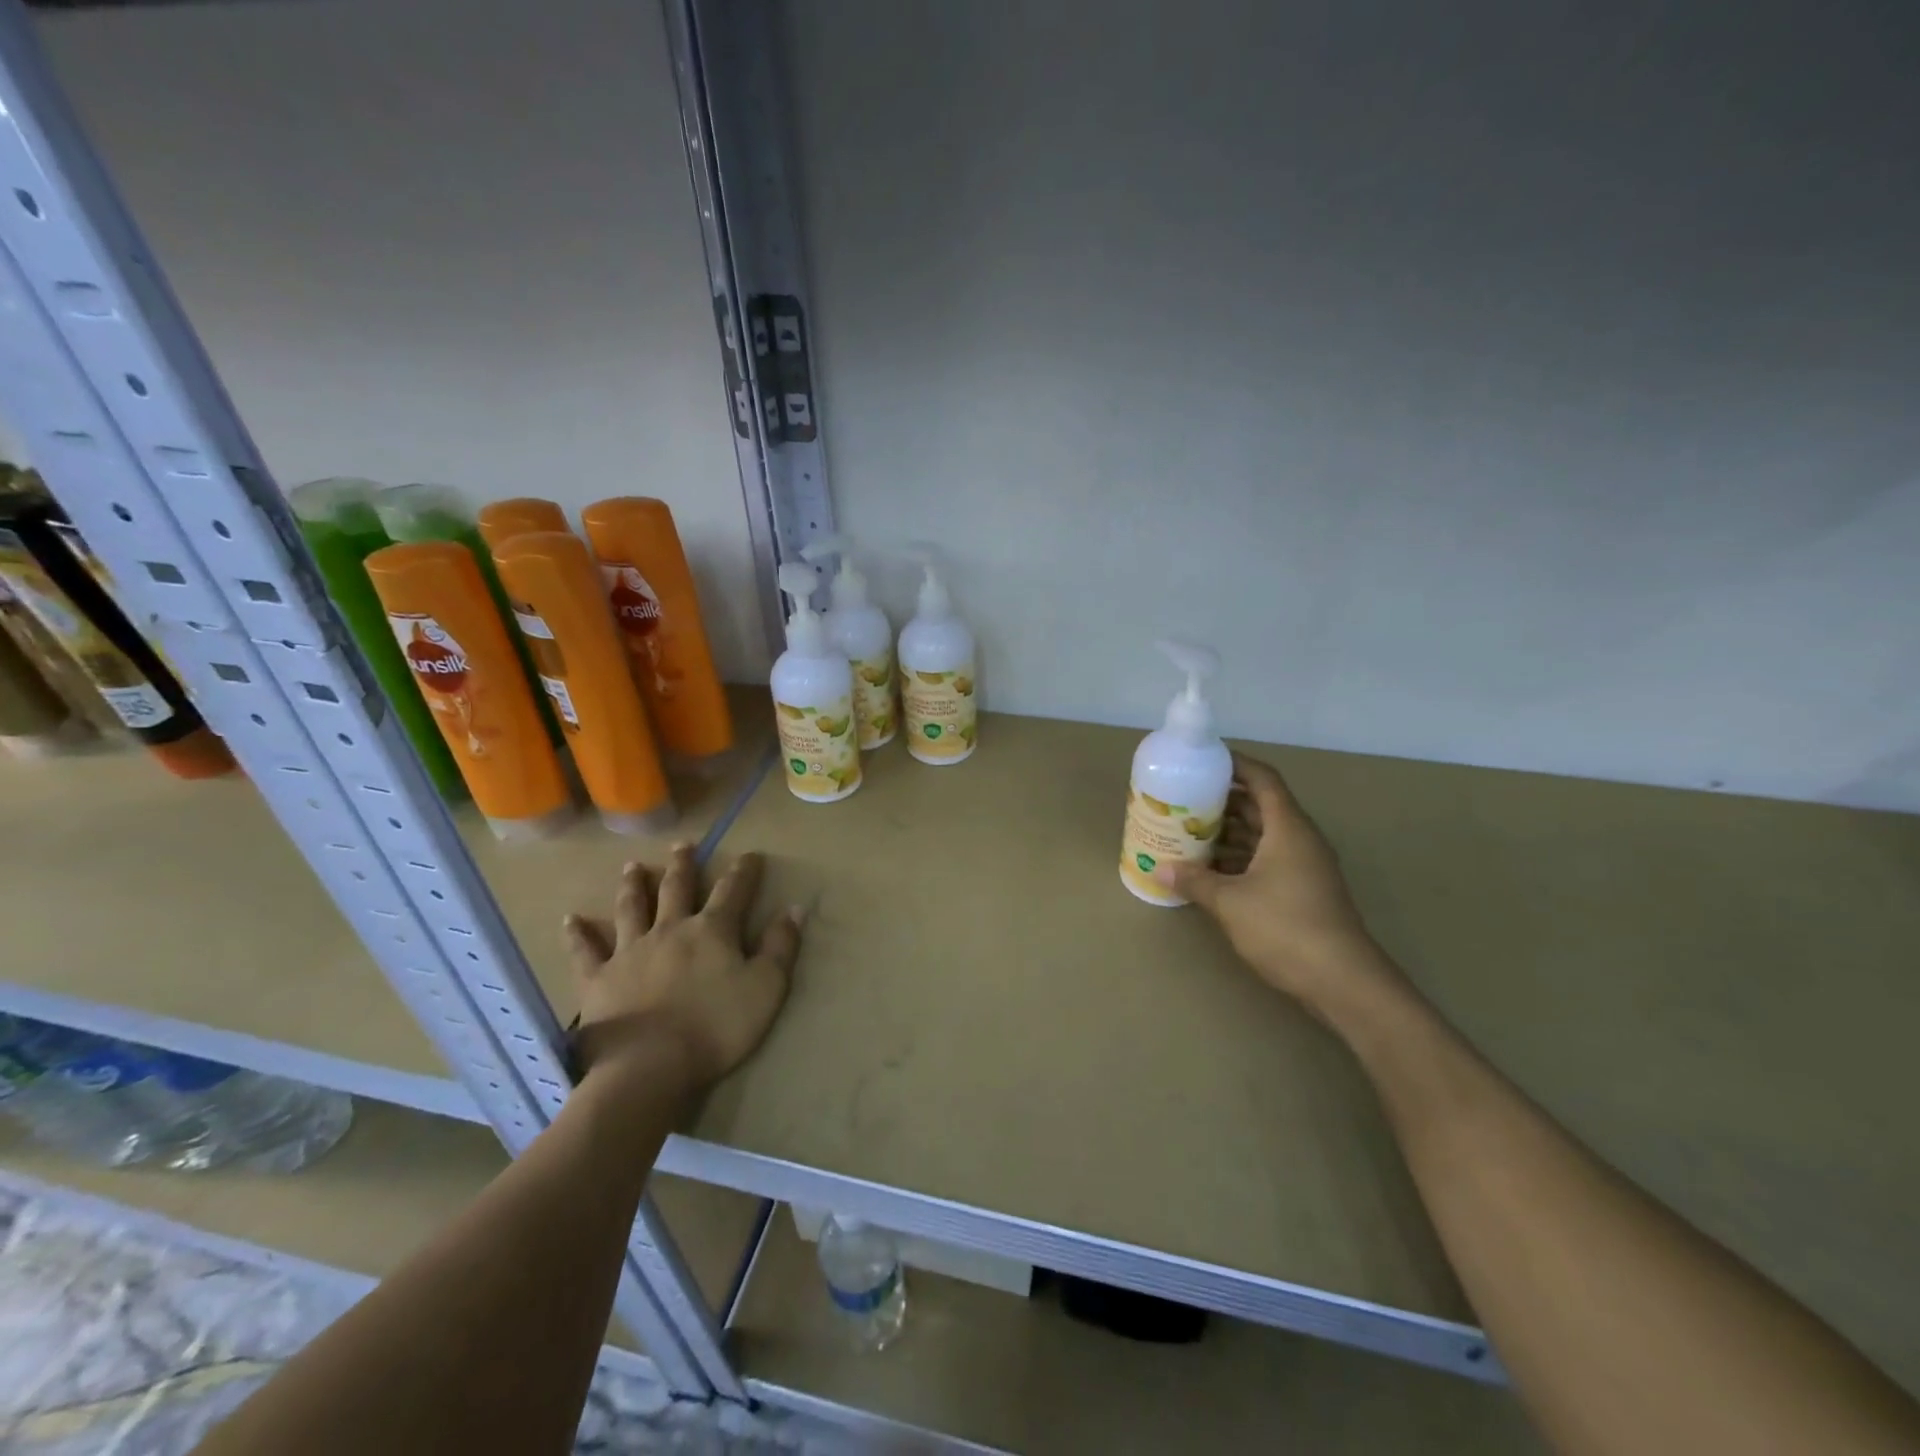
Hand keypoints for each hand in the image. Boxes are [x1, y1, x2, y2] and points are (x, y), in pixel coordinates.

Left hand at [563, 844, 803, 1095]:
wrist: (650, 1066)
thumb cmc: (716, 1027)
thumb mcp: (766, 988)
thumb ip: (781, 947)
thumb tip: (794, 909)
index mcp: (712, 931)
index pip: (733, 891)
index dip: (743, 871)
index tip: (750, 854)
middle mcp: (670, 929)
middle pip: (677, 888)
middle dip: (683, 865)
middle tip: (682, 845)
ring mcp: (630, 951)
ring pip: (632, 908)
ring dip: (633, 885)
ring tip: (632, 866)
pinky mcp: (598, 978)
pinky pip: (586, 951)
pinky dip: (579, 934)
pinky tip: (572, 920)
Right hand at [1156, 754, 1398, 1016]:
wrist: (1342, 981)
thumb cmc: (1286, 928)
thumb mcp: (1230, 903)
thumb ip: (1194, 881)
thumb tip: (1160, 868)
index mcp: (1288, 828)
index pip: (1263, 779)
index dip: (1235, 764)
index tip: (1203, 760)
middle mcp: (1299, 840)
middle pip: (1259, 806)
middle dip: (1222, 800)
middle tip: (1183, 799)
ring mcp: (1303, 867)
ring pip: (1262, 835)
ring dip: (1228, 831)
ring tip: (1188, 831)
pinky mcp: (1302, 891)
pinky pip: (1265, 860)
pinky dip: (1238, 858)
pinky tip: (1209, 869)